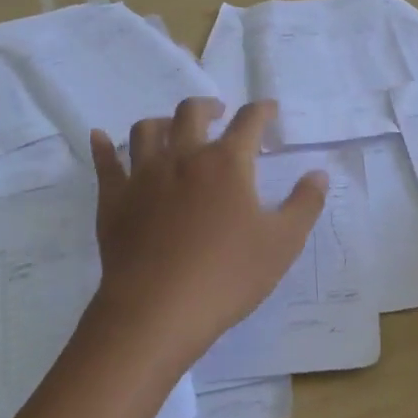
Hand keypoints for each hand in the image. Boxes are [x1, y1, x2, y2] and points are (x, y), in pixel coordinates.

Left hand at [85, 98, 327, 372]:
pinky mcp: (114, 199)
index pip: (249, 121)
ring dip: (162, 122)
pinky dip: (103, 147)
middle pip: (192, 112)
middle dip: (209, 107)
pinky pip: (105, 163)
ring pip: (147, 129)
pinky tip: (100, 138)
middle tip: (218, 114)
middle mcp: (183, 156)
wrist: (157, 310)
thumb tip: (318, 173)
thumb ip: (304, 204)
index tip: (269, 109)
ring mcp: (143, 175)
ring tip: (171, 128)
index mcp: (226, 162)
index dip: (262, 110)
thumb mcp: (282, 244)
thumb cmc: (227, 276)